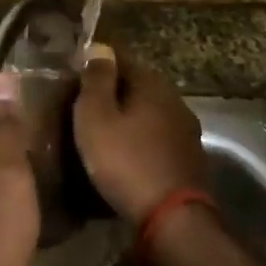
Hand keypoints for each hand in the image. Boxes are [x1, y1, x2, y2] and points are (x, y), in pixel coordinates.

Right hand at [72, 43, 208, 222]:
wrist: (172, 218)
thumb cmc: (126, 162)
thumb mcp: (96, 117)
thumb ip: (96, 80)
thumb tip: (99, 47)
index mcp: (152, 83)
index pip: (121, 59)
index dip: (96, 66)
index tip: (74, 79)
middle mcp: (175, 99)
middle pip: (138, 86)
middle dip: (113, 92)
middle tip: (84, 108)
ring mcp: (187, 130)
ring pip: (150, 113)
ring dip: (129, 119)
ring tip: (103, 133)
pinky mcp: (190, 158)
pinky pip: (158, 138)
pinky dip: (142, 141)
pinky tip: (127, 155)